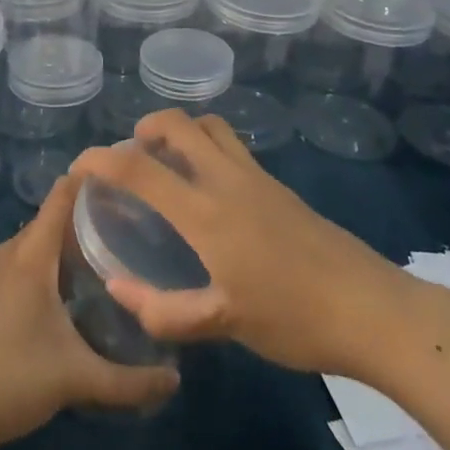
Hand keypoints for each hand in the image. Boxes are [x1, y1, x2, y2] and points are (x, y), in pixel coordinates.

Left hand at [0, 173, 179, 449]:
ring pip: (28, 247)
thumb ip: (131, 381)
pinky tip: (55, 298)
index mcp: (29, 256)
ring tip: (94, 262)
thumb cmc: (14, 380)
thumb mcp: (78, 379)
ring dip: (56, 250)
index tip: (118, 176)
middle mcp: (4, 254)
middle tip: (120, 229)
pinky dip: (35, 269)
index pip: (60, 199)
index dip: (87, 182)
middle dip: (80, 222)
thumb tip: (175, 381)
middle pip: (46, 223)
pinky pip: (11, 266)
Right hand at [69, 110, 411, 376]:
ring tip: (165, 162)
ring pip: (210, 127)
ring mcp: (257, 178)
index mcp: (207, 212)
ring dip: (180, 130)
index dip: (103, 159)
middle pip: (180, 125)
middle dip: (145, 127)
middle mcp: (228, 180)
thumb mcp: (224, 324)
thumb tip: (117, 289)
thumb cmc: (294, 318)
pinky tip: (206, 188)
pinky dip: (205, 146)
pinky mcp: (278, 186)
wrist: (371, 308)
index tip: (79, 166)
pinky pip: (231, 146)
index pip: (142, 169)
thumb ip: (165, 309)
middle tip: (129, 156)